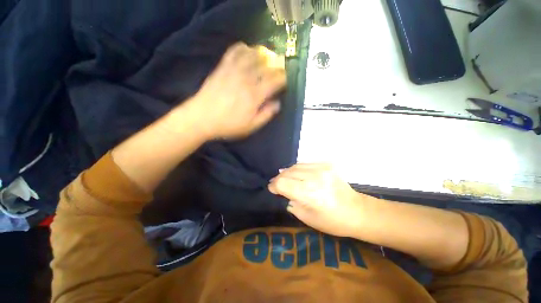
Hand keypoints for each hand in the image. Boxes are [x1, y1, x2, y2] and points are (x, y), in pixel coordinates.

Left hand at [187, 42, 285, 139]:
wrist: (201, 118)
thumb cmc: (228, 125)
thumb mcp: (251, 126)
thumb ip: (266, 114)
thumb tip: (277, 103)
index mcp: (255, 95)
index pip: (275, 81)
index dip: (283, 78)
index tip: (286, 79)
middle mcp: (247, 79)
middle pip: (266, 66)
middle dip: (276, 65)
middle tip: (280, 68)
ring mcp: (234, 71)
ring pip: (252, 55)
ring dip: (262, 54)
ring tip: (266, 57)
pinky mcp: (222, 67)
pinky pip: (234, 52)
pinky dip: (242, 48)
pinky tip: (247, 50)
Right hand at [268, 163, 369, 237]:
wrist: (358, 211)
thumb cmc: (333, 221)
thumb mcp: (308, 219)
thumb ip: (293, 204)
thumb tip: (284, 194)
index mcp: (309, 194)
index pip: (283, 183)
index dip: (274, 186)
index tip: (271, 189)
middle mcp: (314, 177)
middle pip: (287, 173)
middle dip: (278, 178)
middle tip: (275, 184)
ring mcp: (321, 169)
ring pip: (295, 166)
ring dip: (287, 172)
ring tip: (283, 177)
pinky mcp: (327, 165)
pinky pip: (306, 164)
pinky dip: (297, 168)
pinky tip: (295, 173)